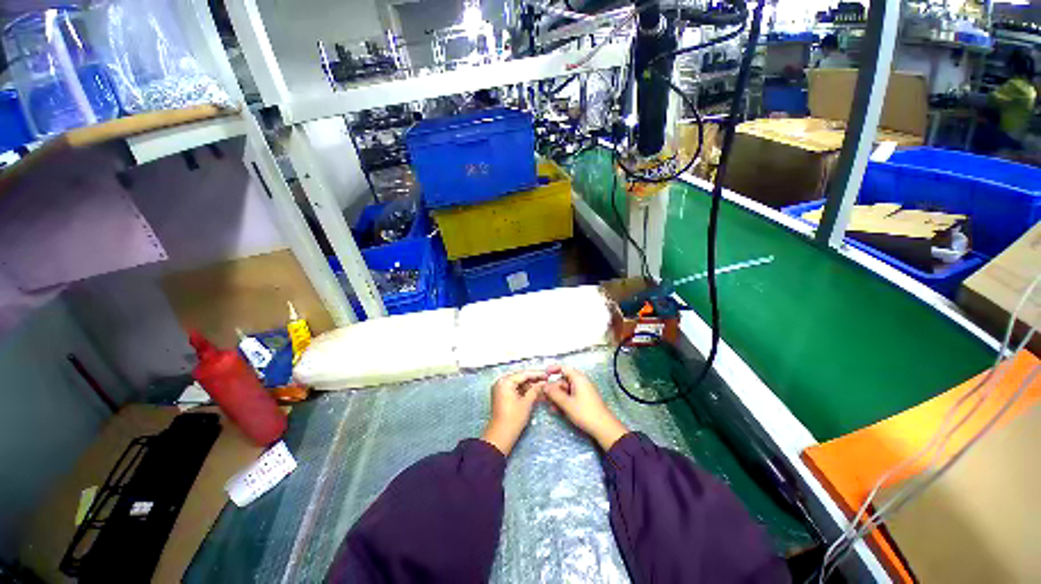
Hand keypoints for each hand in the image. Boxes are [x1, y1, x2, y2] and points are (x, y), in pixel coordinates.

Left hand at [481, 370, 546, 455]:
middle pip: (520, 377)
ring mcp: (500, 389)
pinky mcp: (501, 395)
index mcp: (505, 381)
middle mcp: (500, 382)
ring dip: (529, 385)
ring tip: (541, 388)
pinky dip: (523, 390)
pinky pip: (514, 389)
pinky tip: (533, 393)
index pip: (524, 374)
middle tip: (545, 380)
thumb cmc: (513, 419)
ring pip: (518, 383)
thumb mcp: (527, 403)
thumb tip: (543, 383)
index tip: (547, 375)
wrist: (500, 435)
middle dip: (533, 380)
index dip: (537, 374)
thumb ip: (535, 390)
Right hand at [543, 365, 628, 449]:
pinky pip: (570, 396)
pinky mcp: (583, 400)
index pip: (564, 368)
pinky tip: (556, 410)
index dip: (553, 369)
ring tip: (549, 405)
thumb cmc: (585, 412)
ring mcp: (582, 391)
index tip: (544, 374)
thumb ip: (554, 393)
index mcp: (578, 379)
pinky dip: (563, 401)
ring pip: (565, 389)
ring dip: (557, 396)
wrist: (603, 428)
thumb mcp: (567, 403)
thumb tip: (544, 386)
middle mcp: (580, 382)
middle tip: (544, 395)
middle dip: (553, 387)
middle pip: (563, 380)